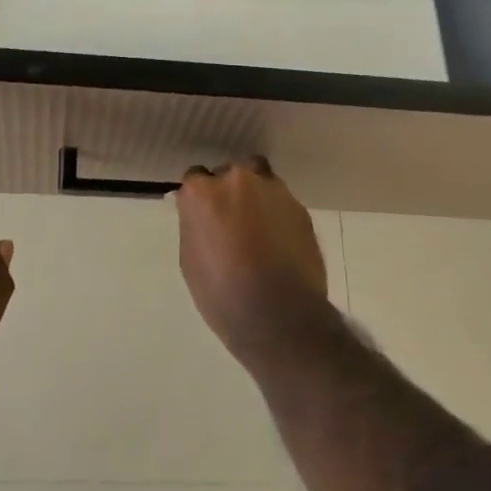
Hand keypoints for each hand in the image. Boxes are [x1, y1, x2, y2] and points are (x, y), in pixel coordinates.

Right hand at [174, 158, 329, 366]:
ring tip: (259, 230)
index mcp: (204, 192)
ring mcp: (273, 190)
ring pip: (260, 181)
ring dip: (256, 198)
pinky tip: (279, 243)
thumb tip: (199, 215)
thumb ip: (195, 225)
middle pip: (230, 174)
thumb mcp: (191, 260)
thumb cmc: (222, 294)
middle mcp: (238, 180)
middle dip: (229, 192)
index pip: (195, 178)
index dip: (200, 198)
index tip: (203, 215)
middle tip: (232, 223)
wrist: (279, 316)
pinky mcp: (300, 207)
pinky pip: (282, 203)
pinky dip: (278, 215)